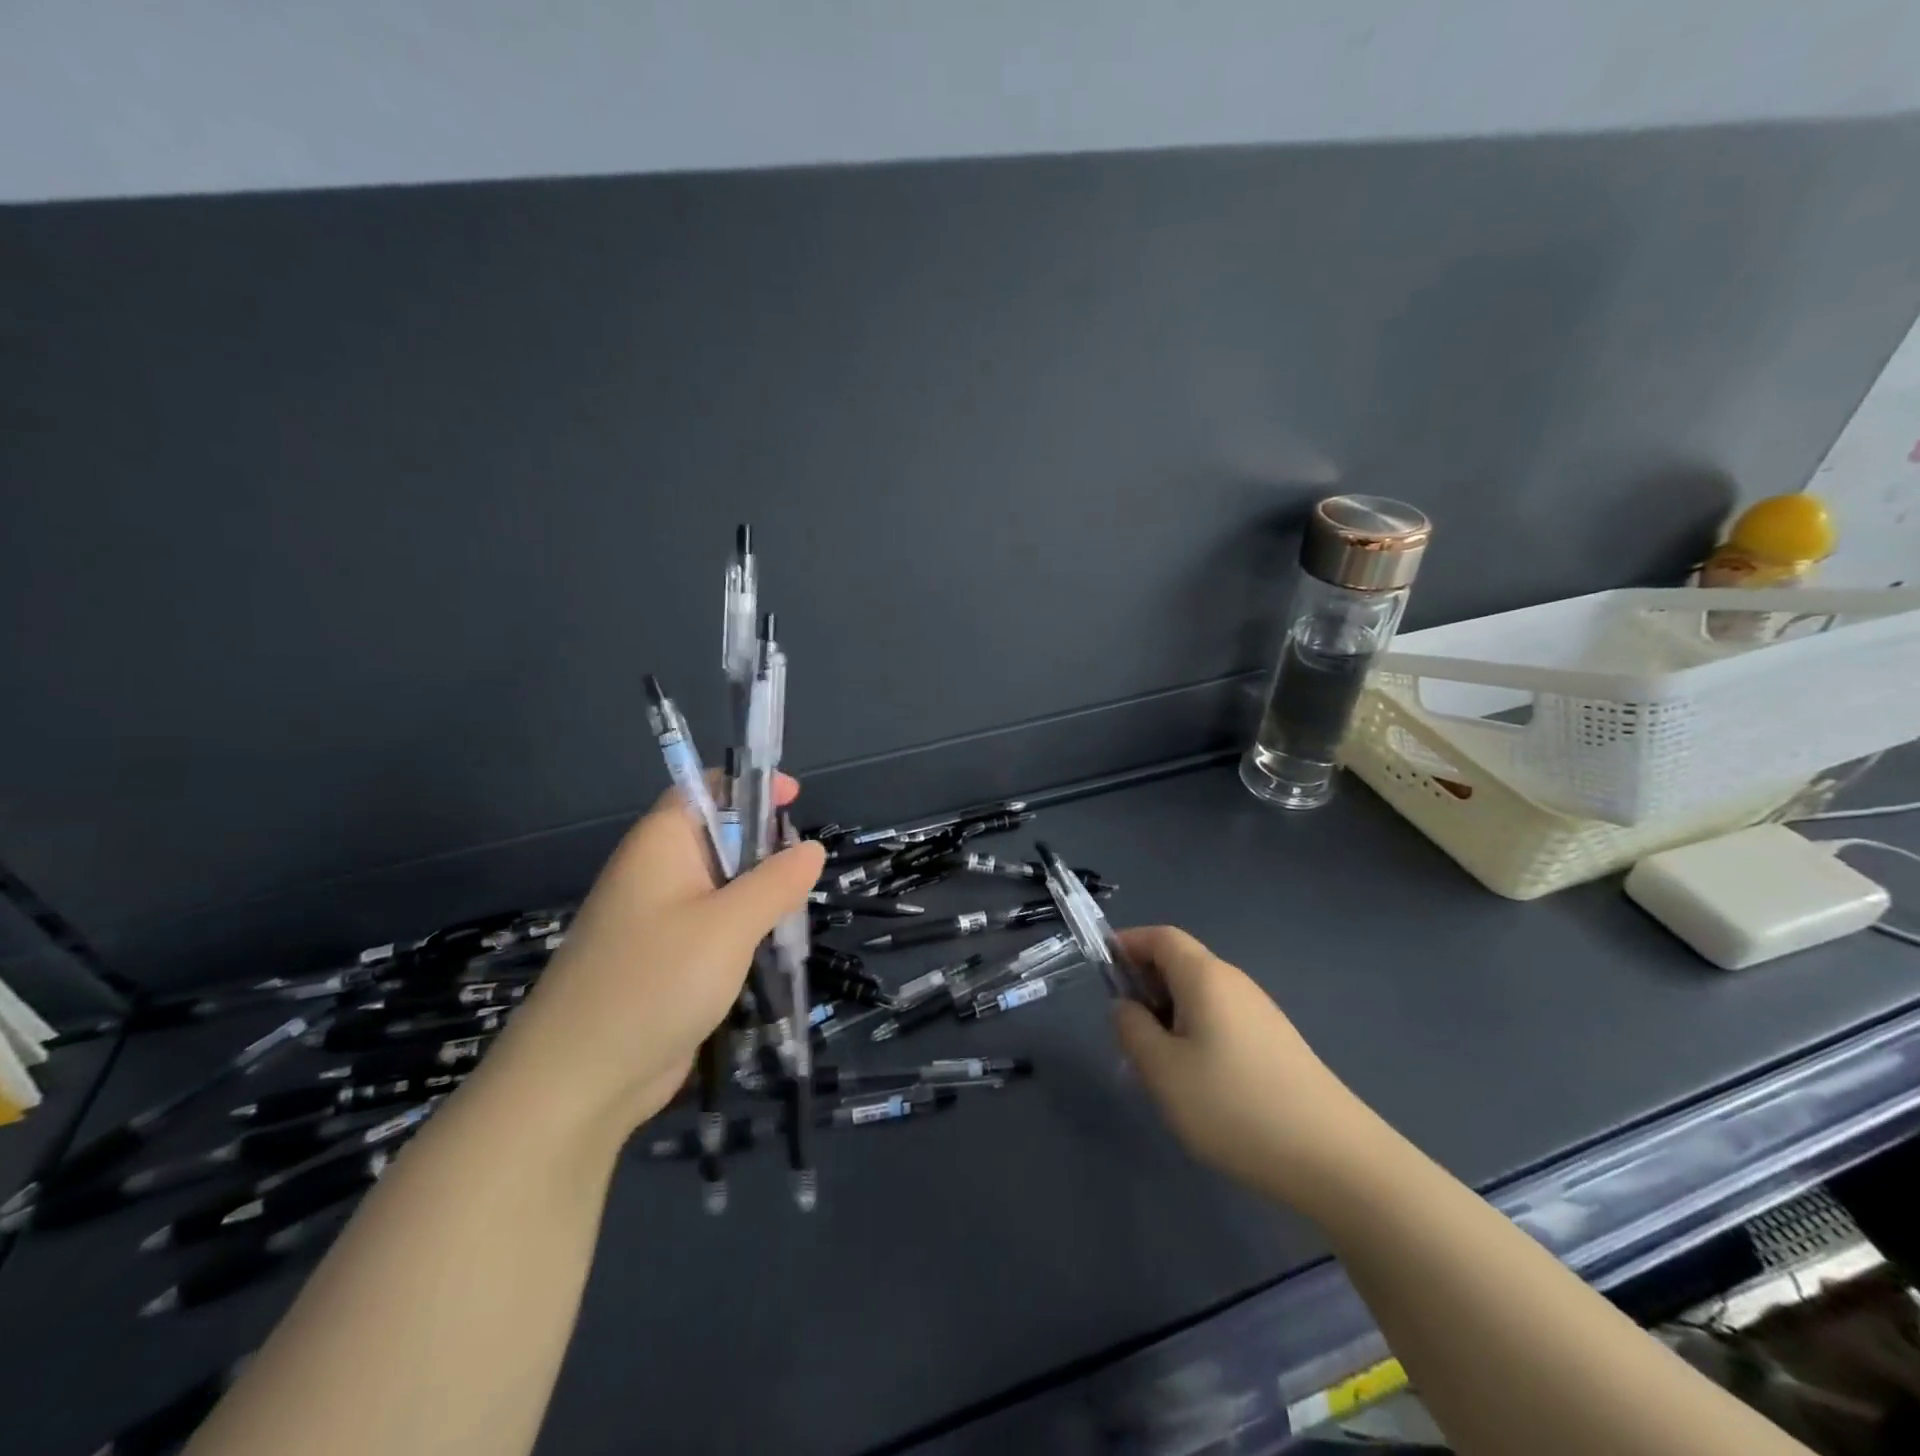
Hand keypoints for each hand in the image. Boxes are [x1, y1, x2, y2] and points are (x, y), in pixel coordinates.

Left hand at [478, 776, 825, 1146]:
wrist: (577, 1081)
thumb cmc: (656, 981)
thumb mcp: (730, 925)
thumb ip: (776, 881)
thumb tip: (810, 848)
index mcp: (661, 844)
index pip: (706, 790)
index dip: (750, 786)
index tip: (795, 799)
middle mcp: (655, 872)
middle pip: (718, 838)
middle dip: (764, 849)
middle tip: (801, 876)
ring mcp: (655, 919)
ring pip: (720, 887)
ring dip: (758, 897)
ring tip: (792, 920)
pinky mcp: (661, 961)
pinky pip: (712, 928)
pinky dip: (742, 932)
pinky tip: (767, 954)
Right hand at [1111, 926, 1377, 1211]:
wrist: (1335, 1159)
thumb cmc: (1235, 1106)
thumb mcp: (1163, 1071)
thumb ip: (1132, 1029)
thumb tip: (1124, 1006)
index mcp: (1205, 976)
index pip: (1160, 937)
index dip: (1127, 944)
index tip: (1100, 970)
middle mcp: (1235, 983)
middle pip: (1180, 964)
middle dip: (1144, 986)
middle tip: (1123, 1031)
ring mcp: (1260, 1014)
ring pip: (1199, 997)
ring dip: (1168, 1016)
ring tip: (1155, 1065)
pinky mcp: (1275, 1044)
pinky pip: (1221, 1021)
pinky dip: (1194, 1035)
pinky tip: (1195, 1083)